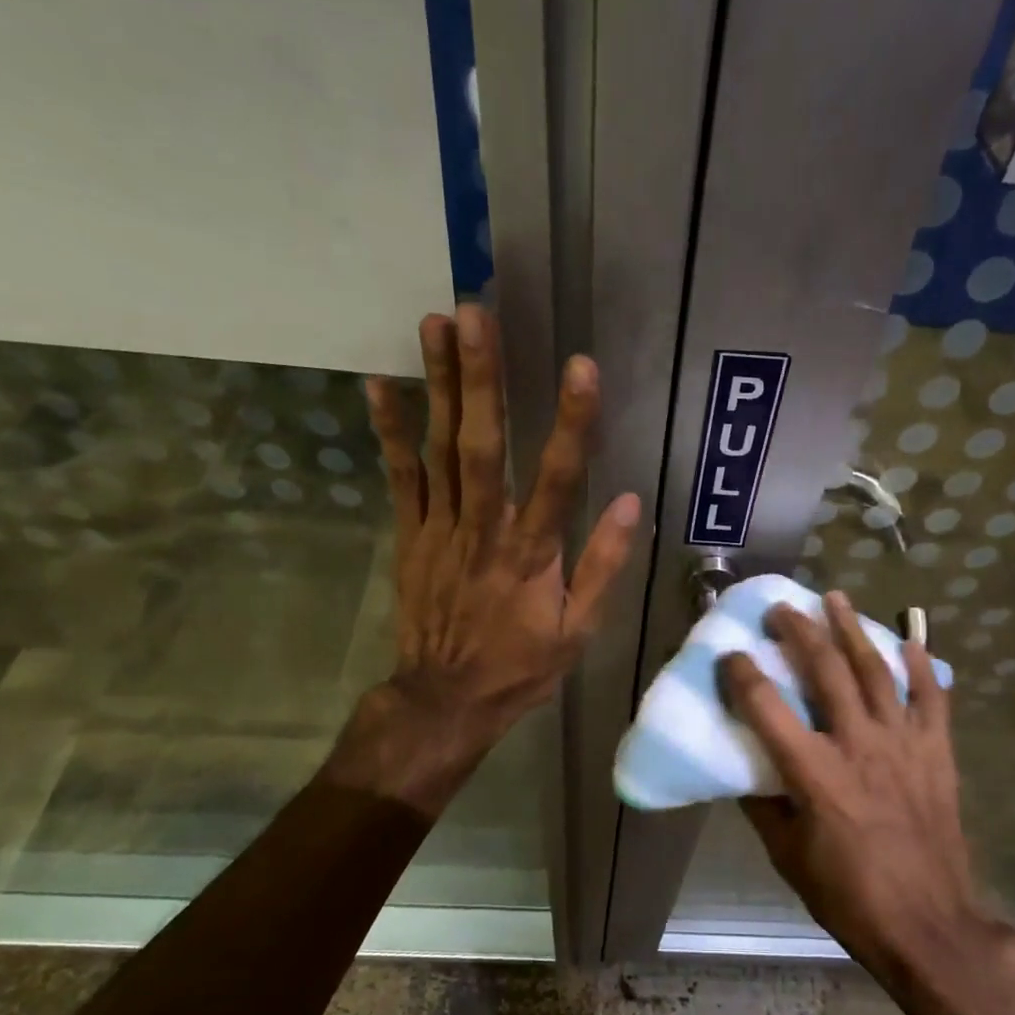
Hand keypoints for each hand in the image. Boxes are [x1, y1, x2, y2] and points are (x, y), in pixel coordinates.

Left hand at [324, 306, 639, 813]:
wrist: (444, 699)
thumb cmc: (520, 666)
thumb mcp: (578, 631)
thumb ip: (604, 565)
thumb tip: (632, 503)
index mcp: (532, 556)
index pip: (559, 480)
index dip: (572, 423)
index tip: (582, 367)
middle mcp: (484, 531)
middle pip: (484, 447)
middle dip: (482, 379)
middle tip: (477, 315)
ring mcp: (440, 529)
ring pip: (440, 450)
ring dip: (439, 386)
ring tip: (437, 325)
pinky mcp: (410, 535)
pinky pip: (400, 478)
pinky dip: (390, 432)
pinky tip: (382, 385)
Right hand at [719, 591, 1014, 984]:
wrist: (928, 924)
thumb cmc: (848, 895)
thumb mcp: (787, 856)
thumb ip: (763, 805)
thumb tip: (745, 769)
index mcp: (813, 773)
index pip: (765, 706)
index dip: (740, 674)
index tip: (728, 655)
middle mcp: (857, 744)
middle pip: (825, 670)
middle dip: (798, 631)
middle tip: (781, 608)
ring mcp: (902, 743)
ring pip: (876, 670)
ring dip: (852, 629)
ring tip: (834, 598)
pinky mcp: (936, 752)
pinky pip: (931, 697)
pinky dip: (921, 666)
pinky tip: (909, 640)